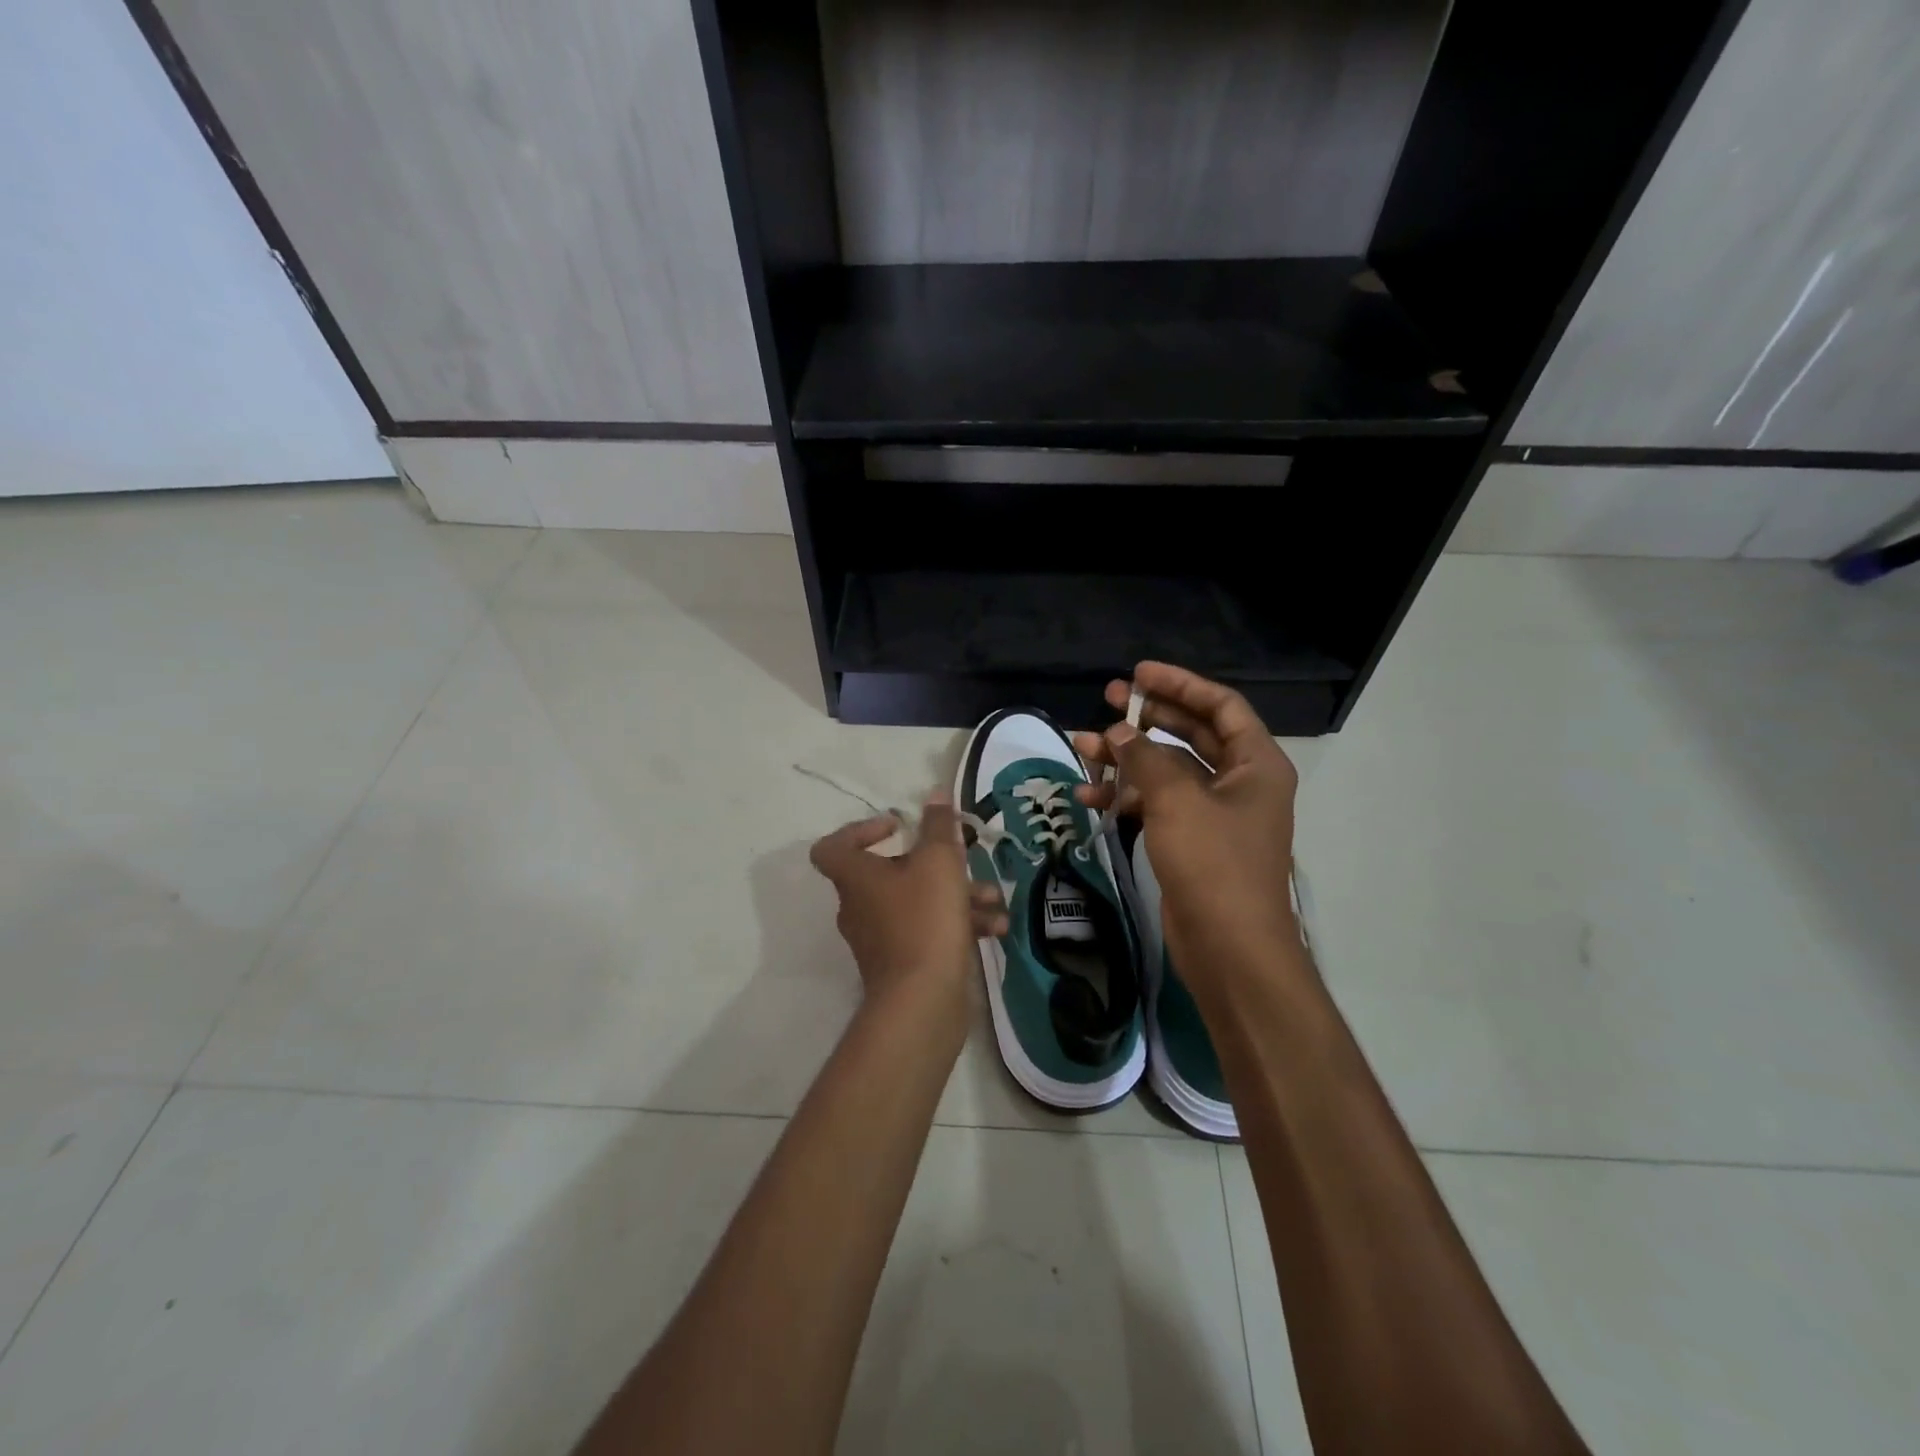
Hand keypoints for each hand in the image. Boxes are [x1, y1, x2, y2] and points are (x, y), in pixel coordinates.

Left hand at [810, 791, 1006, 1005]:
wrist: (923, 1002)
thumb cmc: (925, 919)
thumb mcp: (939, 862)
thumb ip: (939, 825)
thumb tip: (936, 793)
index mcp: (856, 878)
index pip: (833, 846)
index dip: (861, 829)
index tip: (898, 826)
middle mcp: (861, 906)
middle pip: (891, 872)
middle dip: (937, 864)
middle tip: (965, 859)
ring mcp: (881, 938)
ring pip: (919, 902)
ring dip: (958, 895)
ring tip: (994, 898)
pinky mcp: (903, 964)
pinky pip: (929, 931)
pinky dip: (958, 924)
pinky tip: (995, 927)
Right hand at [1074, 663, 1302, 1000]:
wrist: (1228, 948)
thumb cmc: (1213, 863)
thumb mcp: (1177, 800)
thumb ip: (1146, 758)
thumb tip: (1119, 732)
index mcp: (1255, 763)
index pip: (1220, 705)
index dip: (1179, 684)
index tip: (1137, 675)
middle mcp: (1239, 782)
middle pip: (1191, 734)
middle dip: (1147, 717)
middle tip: (1106, 700)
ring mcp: (1214, 813)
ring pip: (1167, 771)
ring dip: (1126, 759)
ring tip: (1082, 746)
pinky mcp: (1191, 841)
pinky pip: (1157, 804)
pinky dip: (1126, 797)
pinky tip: (1089, 796)